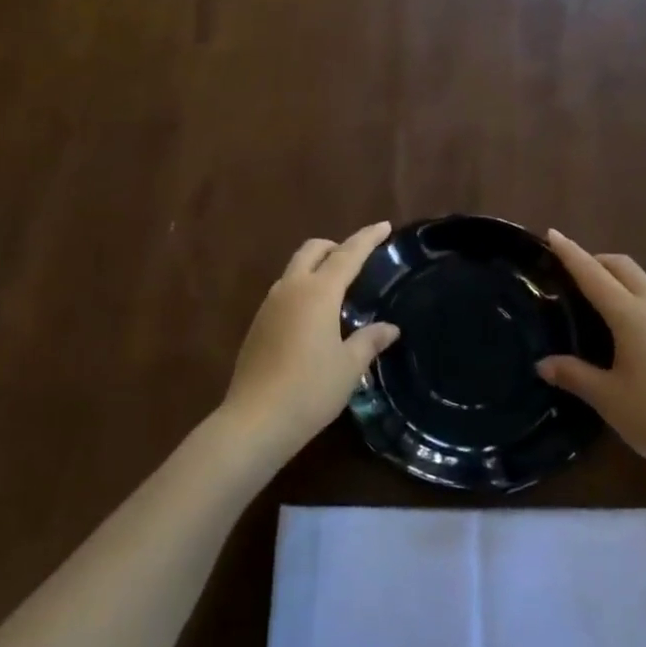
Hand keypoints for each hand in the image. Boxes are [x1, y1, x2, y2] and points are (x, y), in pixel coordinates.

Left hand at [220, 221, 400, 463]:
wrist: (255, 420)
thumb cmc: (310, 389)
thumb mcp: (349, 366)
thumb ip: (369, 340)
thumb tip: (390, 328)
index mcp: (318, 292)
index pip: (348, 254)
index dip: (367, 238)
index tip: (384, 226)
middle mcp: (291, 288)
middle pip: (313, 250)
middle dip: (336, 247)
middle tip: (357, 260)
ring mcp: (269, 304)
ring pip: (295, 269)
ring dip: (316, 267)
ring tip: (338, 289)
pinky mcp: (258, 323)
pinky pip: (284, 291)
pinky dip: (303, 289)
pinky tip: (314, 317)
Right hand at [536, 229, 645, 475]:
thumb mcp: (607, 398)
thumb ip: (574, 375)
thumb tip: (543, 363)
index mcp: (630, 316)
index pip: (593, 274)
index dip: (571, 253)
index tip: (552, 233)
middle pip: (622, 266)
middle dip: (595, 259)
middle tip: (568, 270)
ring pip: (639, 282)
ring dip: (614, 277)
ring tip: (590, 297)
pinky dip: (628, 296)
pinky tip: (619, 328)